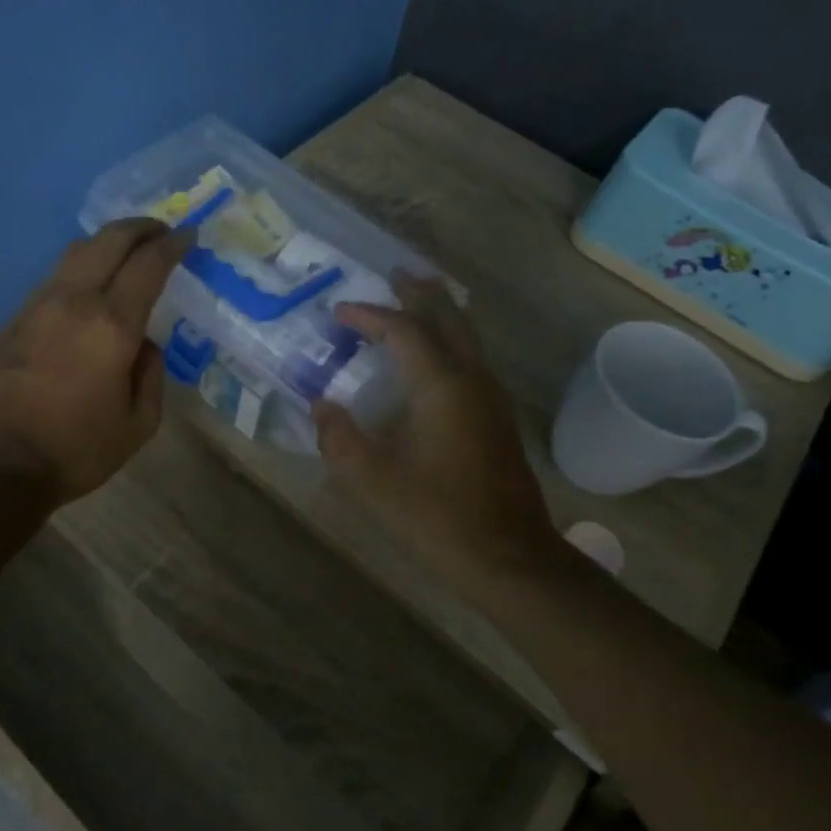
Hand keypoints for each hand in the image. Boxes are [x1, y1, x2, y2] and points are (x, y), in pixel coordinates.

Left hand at [0, 218, 192, 504]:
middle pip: (108, 240)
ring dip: (106, 244)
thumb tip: (144, 344)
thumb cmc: (75, 450)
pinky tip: (89, 288)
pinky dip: (80, 269)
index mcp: (111, 325)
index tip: (189, 237)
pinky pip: (54, 278)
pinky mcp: (12, 319)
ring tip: (126, 254)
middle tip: (161, 231)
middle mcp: (73, 301)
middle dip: (140, 227)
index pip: (148, 265)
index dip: (173, 245)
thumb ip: (151, 376)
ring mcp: (36, 305)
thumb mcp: (137, 425)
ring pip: (75, 253)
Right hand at [313, 274, 555, 572]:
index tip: (339, 311)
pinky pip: (471, 358)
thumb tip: (321, 406)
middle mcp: (472, 378)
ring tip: (415, 300)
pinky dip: (450, 339)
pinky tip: (435, 357)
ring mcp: (491, 397)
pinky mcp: (498, 417)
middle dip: (420, 292)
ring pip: (465, 336)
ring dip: (439, 312)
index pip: (402, 330)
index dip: (369, 315)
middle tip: (395, 273)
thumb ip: (340, 438)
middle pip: (447, 317)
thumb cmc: (437, 516)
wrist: (509, 556)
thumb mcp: (373, 480)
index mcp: (441, 385)